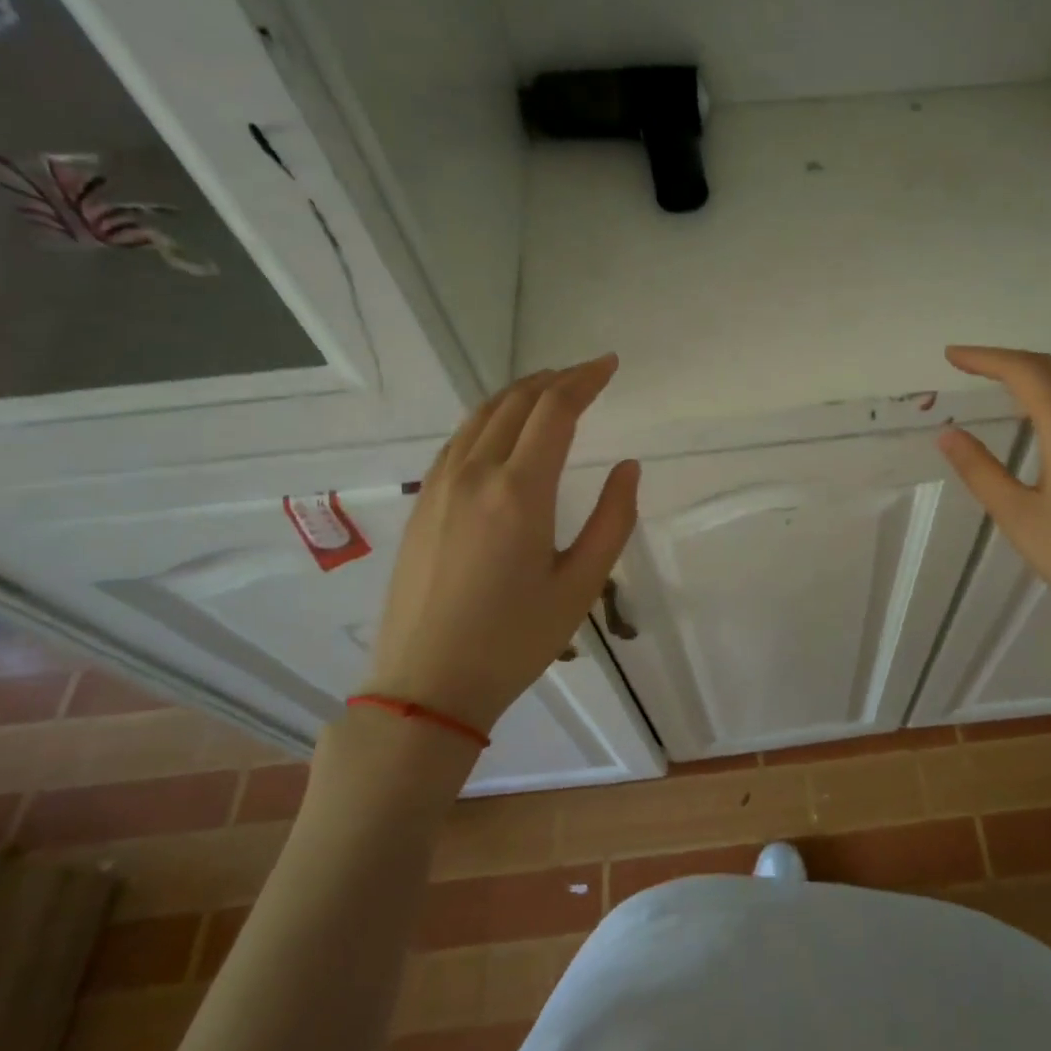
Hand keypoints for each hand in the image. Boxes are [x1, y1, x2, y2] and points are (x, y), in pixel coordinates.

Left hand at [368, 355, 640, 736]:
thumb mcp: (581, 585)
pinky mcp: (423, 503)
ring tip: (550, 389)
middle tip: (587, 373)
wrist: (427, 685)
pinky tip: (504, 429)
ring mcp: (440, 486)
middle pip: (516, 402)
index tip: (609, 364)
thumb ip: (612, 519)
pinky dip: (490, 417)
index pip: (555, 410)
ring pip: (481, 415)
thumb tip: (627, 466)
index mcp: (519, 492)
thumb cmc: (514, 640)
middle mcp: (474, 475)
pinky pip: (460, 439)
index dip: (585, 380)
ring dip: (520, 393)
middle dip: (555, 379)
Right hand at [936, 346, 1050, 639]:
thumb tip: (947, 433)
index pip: (1023, 372)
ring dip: (1032, 372)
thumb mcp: (1018, 515)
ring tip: (995, 380)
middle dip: (1005, 359)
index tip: (951, 356)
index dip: (985, 358)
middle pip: (1050, 368)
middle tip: (966, 364)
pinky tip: (1038, 412)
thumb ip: (980, 470)